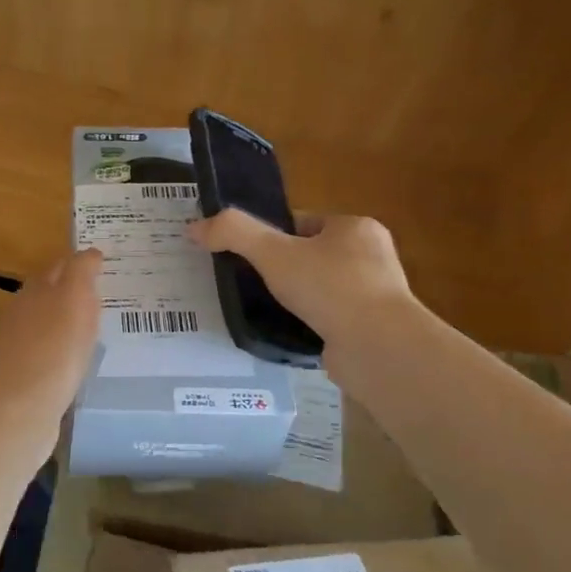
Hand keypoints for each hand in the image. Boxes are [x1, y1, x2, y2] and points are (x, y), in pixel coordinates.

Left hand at [0, 249, 102, 426]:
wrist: (23, 406)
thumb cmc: (55, 348)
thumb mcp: (74, 297)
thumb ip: (81, 271)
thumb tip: (90, 253)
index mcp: (35, 289)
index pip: (61, 266)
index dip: (82, 265)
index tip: (105, 269)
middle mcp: (21, 311)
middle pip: (50, 293)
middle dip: (73, 291)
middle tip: (104, 298)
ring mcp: (17, 344)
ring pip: (47, 323)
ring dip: (67, 322)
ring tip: (95, 330)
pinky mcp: (21, 374)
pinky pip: (47, 352)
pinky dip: (62, 350)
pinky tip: (75, 360)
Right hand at [187, 210, 411, 345]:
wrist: (377, 347)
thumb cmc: (329, 287)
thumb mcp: (273, 252)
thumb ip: (233, 234)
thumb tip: (194, 227)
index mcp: (356, 228)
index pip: (303, 223)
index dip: (272, 237)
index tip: (247, 257)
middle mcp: (373, 257)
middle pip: (311, 256)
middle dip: (284, 270)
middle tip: (252, 286)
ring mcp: (376, 295)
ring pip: (321, 289)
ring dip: (297, 299)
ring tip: (267, 311)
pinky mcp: (373, 329)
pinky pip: (331, 319)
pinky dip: (311, 324)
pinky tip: (290, 333)